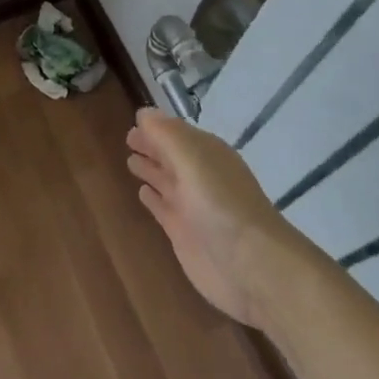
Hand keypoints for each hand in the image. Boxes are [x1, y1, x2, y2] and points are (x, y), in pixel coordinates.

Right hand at [125, 108, 298, 328]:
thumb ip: (167, 136)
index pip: (178, 133)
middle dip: (152, 146)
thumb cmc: (221, 205)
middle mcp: (200, 177)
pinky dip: (152, 198)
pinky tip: (142, 193)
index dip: (157, 127)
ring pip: (167, 181)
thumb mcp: (193, 160)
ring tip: (130, 160)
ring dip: (151, 169)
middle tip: (128, 137)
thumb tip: (144, 112)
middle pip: (172, 156)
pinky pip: (163, 208)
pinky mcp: (183, 234)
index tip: (134, 118)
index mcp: (207, 155)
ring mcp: (192, 207)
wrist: (250, 265)